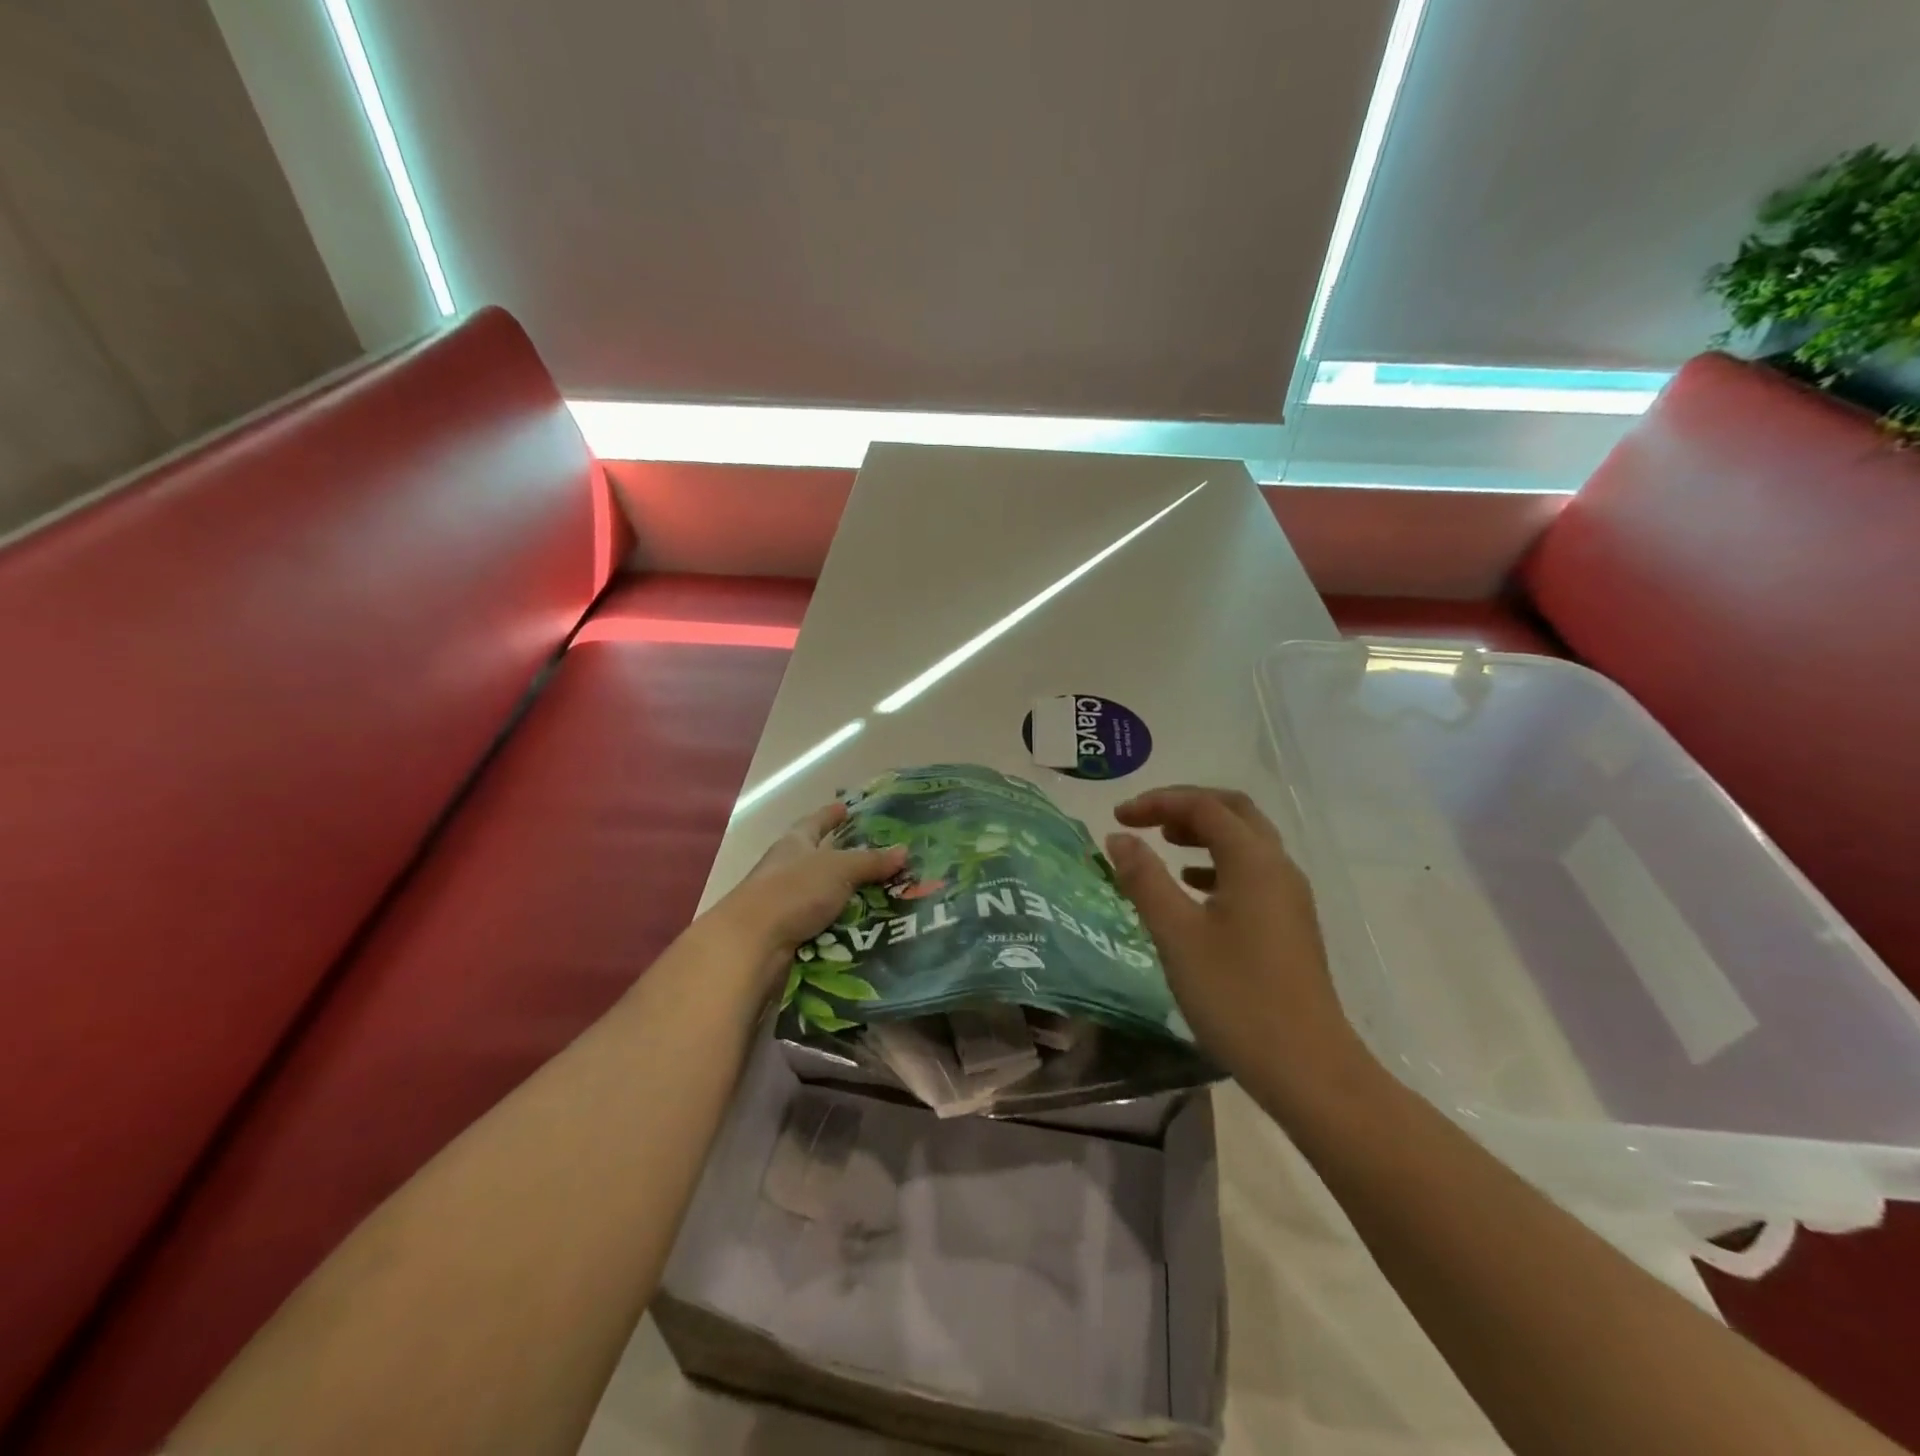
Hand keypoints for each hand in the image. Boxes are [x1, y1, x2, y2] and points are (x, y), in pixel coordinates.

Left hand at [711, 802, 905, 986]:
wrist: (752, 944)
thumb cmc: (793, 891)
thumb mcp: (839, 869)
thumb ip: (870, 861)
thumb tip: (903, 850)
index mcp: (794, 844)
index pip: (814, 822)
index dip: (830, 815)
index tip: (846, 808)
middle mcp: (788, 869)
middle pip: (820, 859)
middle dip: (847, 860)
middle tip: (883, 859)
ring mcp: (786, 904)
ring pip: (825, 895)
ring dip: (850, 898)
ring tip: (887, 899)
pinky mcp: (790, 934)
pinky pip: (824, 925)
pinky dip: (843, 927)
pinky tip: (868, 930)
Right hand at [1106, 786, 1367, 1088]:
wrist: (1307, 1068)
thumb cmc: (1235, 996)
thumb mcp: (1176, 934)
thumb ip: (1145, 879)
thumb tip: (1119, 838)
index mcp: (1254, 861)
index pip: (1203, 806)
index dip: (1157, 803)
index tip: (1117, 818)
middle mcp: (1278, 867)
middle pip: (1233, 812)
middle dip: (1186, 807)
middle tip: (1145, 820)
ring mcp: (1290, 896)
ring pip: (1246, 842)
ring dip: (1204, 833)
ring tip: (1165, 846)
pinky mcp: (1290, 924)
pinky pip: (1252, 873)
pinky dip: (1218, 864)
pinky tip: (1193, 888)